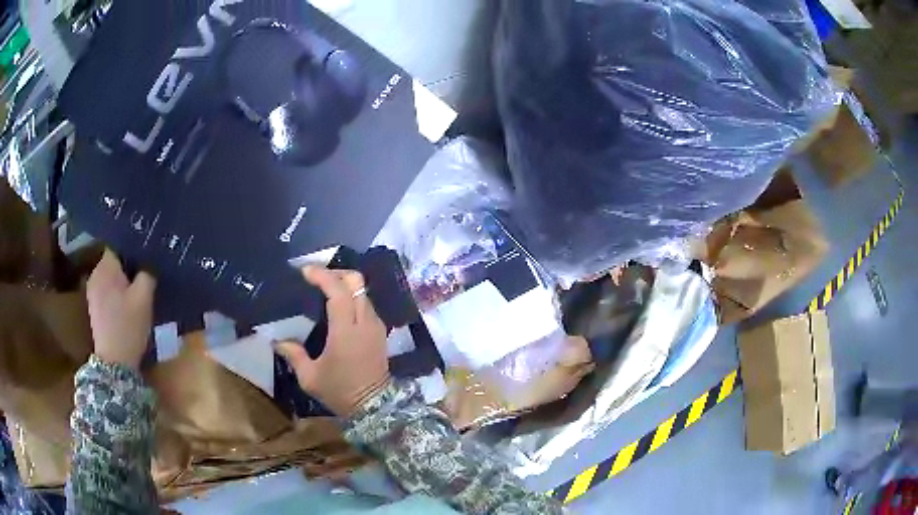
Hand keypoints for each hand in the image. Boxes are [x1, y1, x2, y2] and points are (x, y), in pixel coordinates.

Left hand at [86, 250, 156, 369]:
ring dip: (123, 279)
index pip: (118, 244)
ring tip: (138, 287)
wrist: (114, 363)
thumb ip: (147, 274)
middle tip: (146, 271)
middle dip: (129, 264)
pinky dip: (117, 291)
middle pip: (114, 260)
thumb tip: (149, 261)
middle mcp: (95, 274)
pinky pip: (108, 289)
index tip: (147, 252)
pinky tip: (128, 303)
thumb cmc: (128, 327)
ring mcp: (93, 291)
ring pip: (111, 276)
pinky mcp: (95, 307)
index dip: (133, 246)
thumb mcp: (144, 299)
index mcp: (105, 268)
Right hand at [275, 266, 390, 417]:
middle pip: (356, 282)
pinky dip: (353, 297)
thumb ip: (293, 355)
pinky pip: (367, 304)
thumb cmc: (341, 392)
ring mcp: (376, 326)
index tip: (305, 271)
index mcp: (346, 331)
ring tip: (325, 290)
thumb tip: (277, 341)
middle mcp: (365, 322)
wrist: (375, 408)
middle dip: (336, 273)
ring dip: (345, 284)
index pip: (338, 291)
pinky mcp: (380, 332)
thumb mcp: (311, 377)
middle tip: (316, 278)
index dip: (322, 276)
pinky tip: (338, 306)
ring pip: (363, 291)